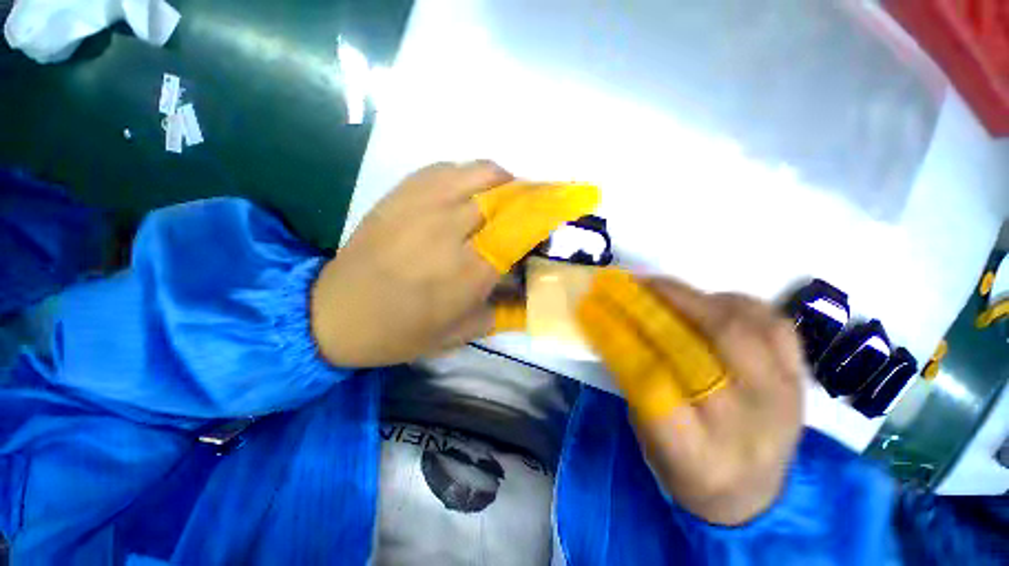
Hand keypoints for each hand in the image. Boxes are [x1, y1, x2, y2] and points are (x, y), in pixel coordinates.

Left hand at [311, 161, 598, 366]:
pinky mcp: (401, 194)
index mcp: (467, 272)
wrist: (334, 313)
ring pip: (482, 172)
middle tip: (544, 206)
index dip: (552, 211)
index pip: (523, 227)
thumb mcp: (461, 333)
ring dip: (507, 182)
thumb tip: (528, 285)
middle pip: (508, 193)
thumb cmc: (401, 333)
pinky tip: (474, 193)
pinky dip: (473, 176)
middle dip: (536, 194)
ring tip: (511, 200)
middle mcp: (449, 231)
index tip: (571, 207)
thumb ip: (503, 307)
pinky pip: (449, 168)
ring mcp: (421, 206)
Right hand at [577, 272, 803, 524]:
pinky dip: (735, 303)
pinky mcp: (799, 378)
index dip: (617, 338)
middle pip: (698, 347)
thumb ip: (634, 382)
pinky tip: (709, 302)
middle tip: (626, 284)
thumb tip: (617, 326)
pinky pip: (771, 323)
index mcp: (698, 453)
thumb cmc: (688, 470)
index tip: (593, 309)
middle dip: (653, 306)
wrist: (756, 496)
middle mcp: (746, 424)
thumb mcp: (647, 438)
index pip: (650, 382)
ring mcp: (783, 397)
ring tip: (660, 287)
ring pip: (738, 327)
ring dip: (691, 298)